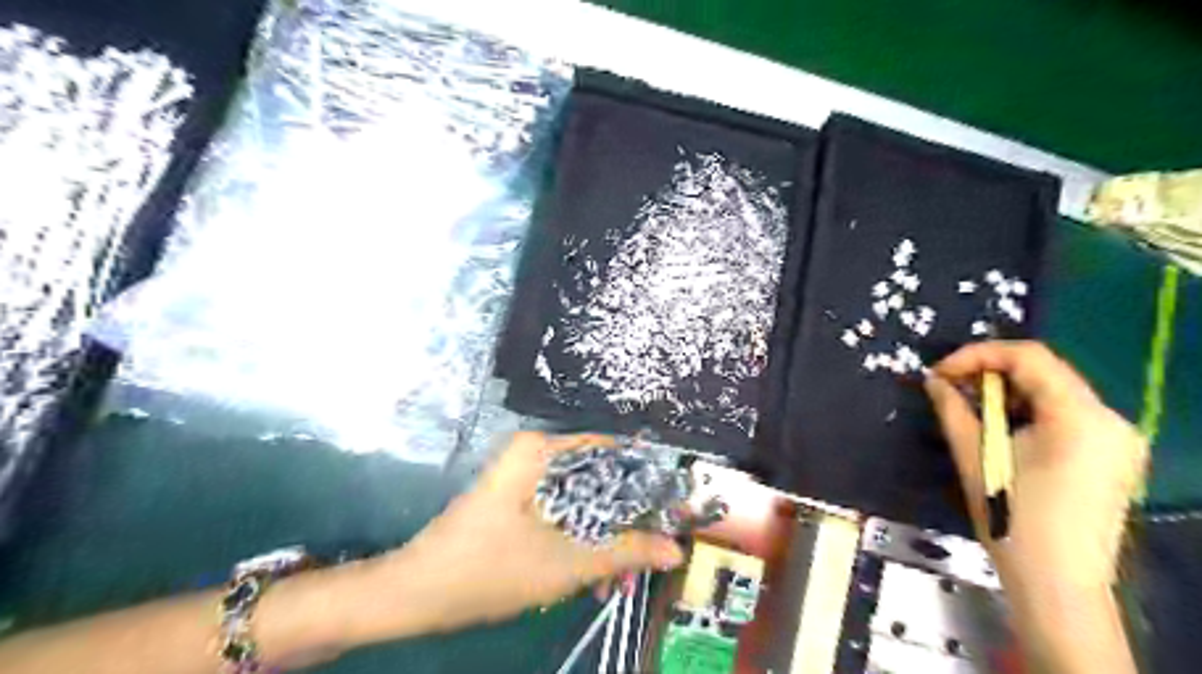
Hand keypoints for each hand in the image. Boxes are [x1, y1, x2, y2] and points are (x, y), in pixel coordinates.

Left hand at [375, 431, 680, 630]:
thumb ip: (624, 553)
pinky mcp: (518, 497)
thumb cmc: (488, 569)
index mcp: (541, 450)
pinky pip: (563, 510)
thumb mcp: (564, 564)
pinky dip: (581, 537)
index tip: (670, 515)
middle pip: (599, 479)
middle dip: (624, 521)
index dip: (644, 485)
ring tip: (621, 576)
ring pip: (583, 499)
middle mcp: (535, 453)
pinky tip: (593, 572)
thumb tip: (675, 550)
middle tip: (648, 554)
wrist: (418, 592)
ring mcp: (524, 474)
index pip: (612, 454)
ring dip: (603, 536)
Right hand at [928, 344, 1142, 591]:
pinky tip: (1002, 427)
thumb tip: (933, 379)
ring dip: (1009, 391)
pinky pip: (1066, 414)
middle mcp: (1110, 419)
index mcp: (1080, 417)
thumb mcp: (975, 457)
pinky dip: (1029, 410)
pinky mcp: (1113, 455)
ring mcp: (1117, 438)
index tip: (940, 371)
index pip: (1029, 357)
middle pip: (1045, 372)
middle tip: (949, 386)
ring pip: (1055, 391)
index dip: (978, 355)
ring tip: (970, 406)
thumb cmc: (1013, 519)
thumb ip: (953, 410)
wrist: (1058, 583)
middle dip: (991, 372)